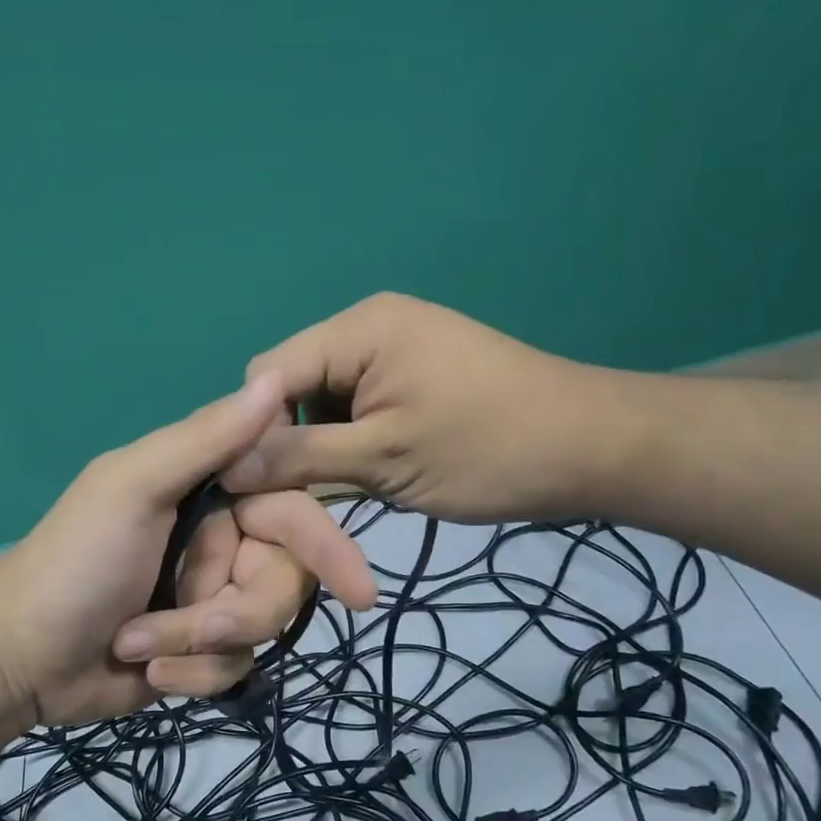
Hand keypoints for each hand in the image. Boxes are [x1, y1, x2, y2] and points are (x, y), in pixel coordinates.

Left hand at [0, 376, 378, 724]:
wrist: (21, 657)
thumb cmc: (75, 562)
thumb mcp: (134, 488)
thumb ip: (205, 439)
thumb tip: (275, 380)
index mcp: (211, 493)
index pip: (294, 511)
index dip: (328, 547)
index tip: (361, 591)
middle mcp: (223, 542)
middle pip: (286, 582)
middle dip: (239, 612)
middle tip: (193, 627)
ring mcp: (214, 599)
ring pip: (262, 630)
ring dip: (200, 646)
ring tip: (141, 650)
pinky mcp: (204, 653)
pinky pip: (235, 668)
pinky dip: (192, 676)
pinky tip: (145, 673)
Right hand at [222, 293, 628, 523]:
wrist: (592, 449)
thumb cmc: (487, 451)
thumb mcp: (383, 460)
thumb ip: (300, 458)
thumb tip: (228, 468)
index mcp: (358, 330)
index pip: (266, 373)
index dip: (252, 430)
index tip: (256, 488)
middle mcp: (368, 327)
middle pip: (291, 384)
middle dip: (289, 438)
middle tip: (304, 494)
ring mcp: (395, 349)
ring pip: (322, 400)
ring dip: (322, 444)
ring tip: (347, 484)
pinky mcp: (413, 375)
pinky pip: (356, 405)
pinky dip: (351, 440)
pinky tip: (370, 470)